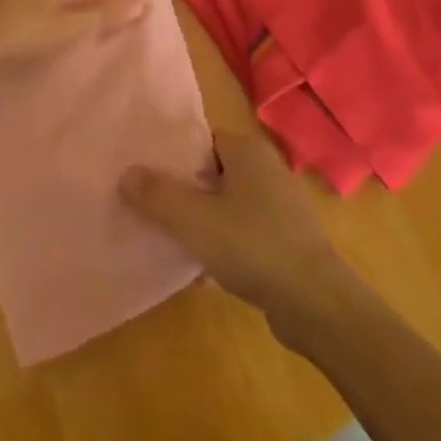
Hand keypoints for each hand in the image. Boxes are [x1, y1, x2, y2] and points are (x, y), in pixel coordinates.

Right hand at [121, 132, 350, 326]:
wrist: (314, 300)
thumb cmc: (252, 245)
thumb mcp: (194, 220)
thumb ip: (157, 195)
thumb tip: (126, 172)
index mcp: (247, 150)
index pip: (202, 140)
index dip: (173, 157)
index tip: (147, 178)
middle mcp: (266, 168)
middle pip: (213, 173)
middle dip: (185, 192)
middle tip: (152, 211)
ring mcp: (280, 204)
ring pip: (228, 205)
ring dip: (203, 222)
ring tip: (171, 242)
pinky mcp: (286, 239)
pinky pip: (244, 233)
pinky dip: (224, 246)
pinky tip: (204, 272)